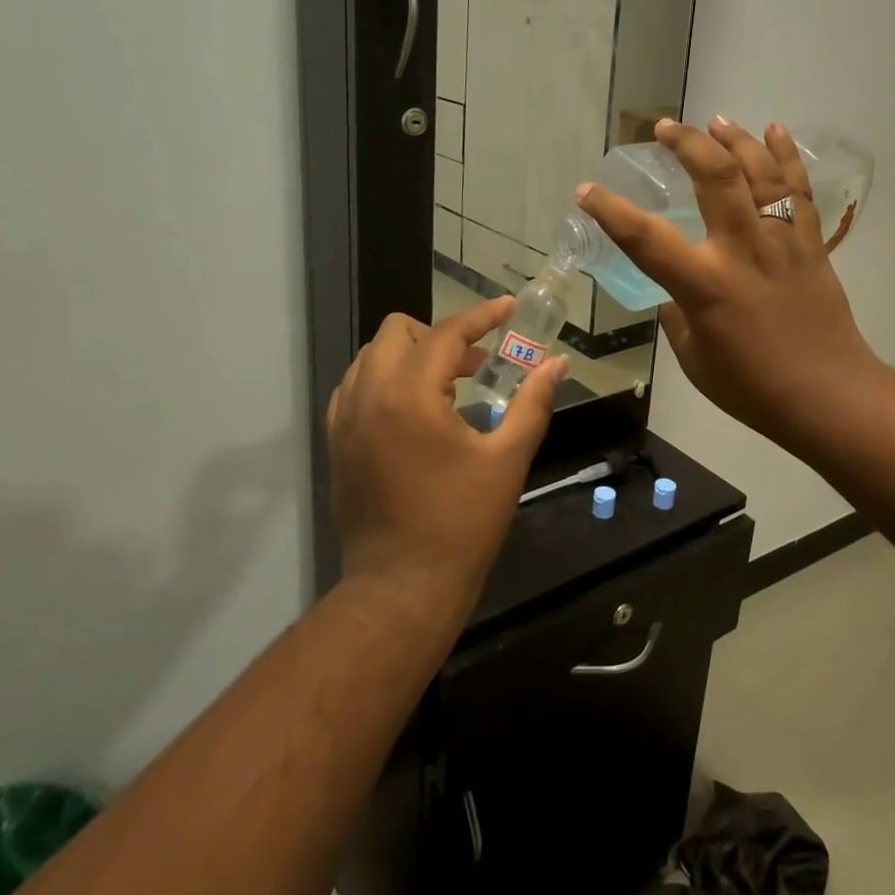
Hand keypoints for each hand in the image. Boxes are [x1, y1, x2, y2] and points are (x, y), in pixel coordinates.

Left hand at [326, 298, 566, 613]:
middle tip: (476, 363)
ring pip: (372, 356)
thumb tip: (557, 364)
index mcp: (411, 395)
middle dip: (440, 335)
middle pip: (397, 331)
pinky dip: (384, 380)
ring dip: (410, 355)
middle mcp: (369, 395)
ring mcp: (345, 419)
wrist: (402, 586)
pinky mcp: (336, 442)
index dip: (482, 316)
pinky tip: (413, 411)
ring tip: (446, 386)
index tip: (509, 308)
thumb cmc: (462, 522)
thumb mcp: (507, 459)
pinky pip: (355, 387)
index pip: (447, 333)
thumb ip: (532, 402)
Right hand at [577, 119, 880, 455]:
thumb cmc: (753, 388)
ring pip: (760, 173)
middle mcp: (742, 250)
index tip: (587, 190)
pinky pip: (798, 189)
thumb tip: (677, 295)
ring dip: (735, 139)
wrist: (829, 396)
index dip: (611, 211)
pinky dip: (786, 155)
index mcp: (705, 285)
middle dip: (686, 145)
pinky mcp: (811, 244)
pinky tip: (774, 130)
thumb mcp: (695, 359)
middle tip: (665, 128)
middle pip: (715, 178)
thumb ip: (679, 318)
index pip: (646, 239)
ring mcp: (782, 242)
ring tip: (714, 121)